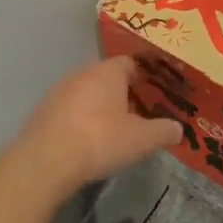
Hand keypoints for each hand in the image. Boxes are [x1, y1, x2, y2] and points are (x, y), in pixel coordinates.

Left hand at [15, 56, 183, 191]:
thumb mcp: (141, 139)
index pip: (130, 62)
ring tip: (114, 129)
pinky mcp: (44, 110)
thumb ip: (163, 131)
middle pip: (108, 77)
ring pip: (88, 92)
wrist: (47, 160)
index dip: (145, 77)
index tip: (155, 94)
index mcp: (108, 72)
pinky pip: (70, 108)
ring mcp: (60, 90)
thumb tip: (178, 128)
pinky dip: (81, 119)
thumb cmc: (101, 140)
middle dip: (123, 93)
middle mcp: (83, 73)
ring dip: (100, 106)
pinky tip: (88, 140)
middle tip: (139, 114)